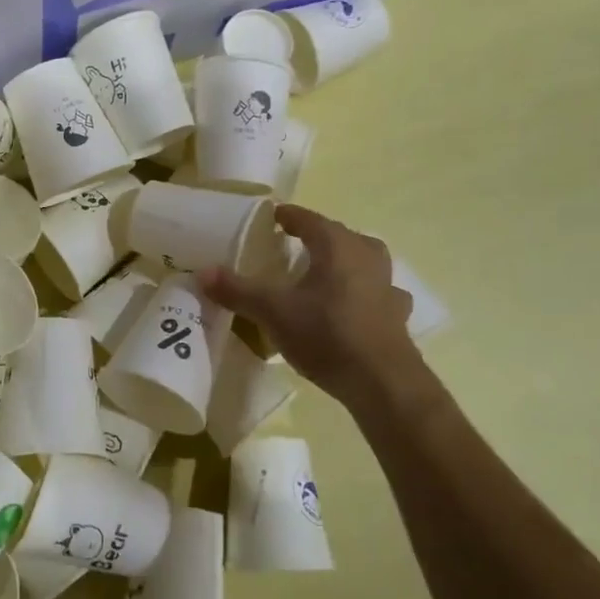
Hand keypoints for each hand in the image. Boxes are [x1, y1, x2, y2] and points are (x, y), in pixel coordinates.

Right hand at [202, 204, 421, 405]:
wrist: (382, 382)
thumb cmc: (326, 334)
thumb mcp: (273, 312)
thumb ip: (238, 290)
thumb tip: (203, 272)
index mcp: (337, 245)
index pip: (307, 219)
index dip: (287, 216)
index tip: (271, 217)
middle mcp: (366, 255)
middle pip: (337, 236)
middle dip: (315, 237)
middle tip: (291, 246)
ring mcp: (387, 283)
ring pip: (361, 260)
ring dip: (342, 262)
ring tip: (321, 273)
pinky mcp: (396, 312)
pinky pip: (376, 291)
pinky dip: (362, 292)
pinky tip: (353, 305)